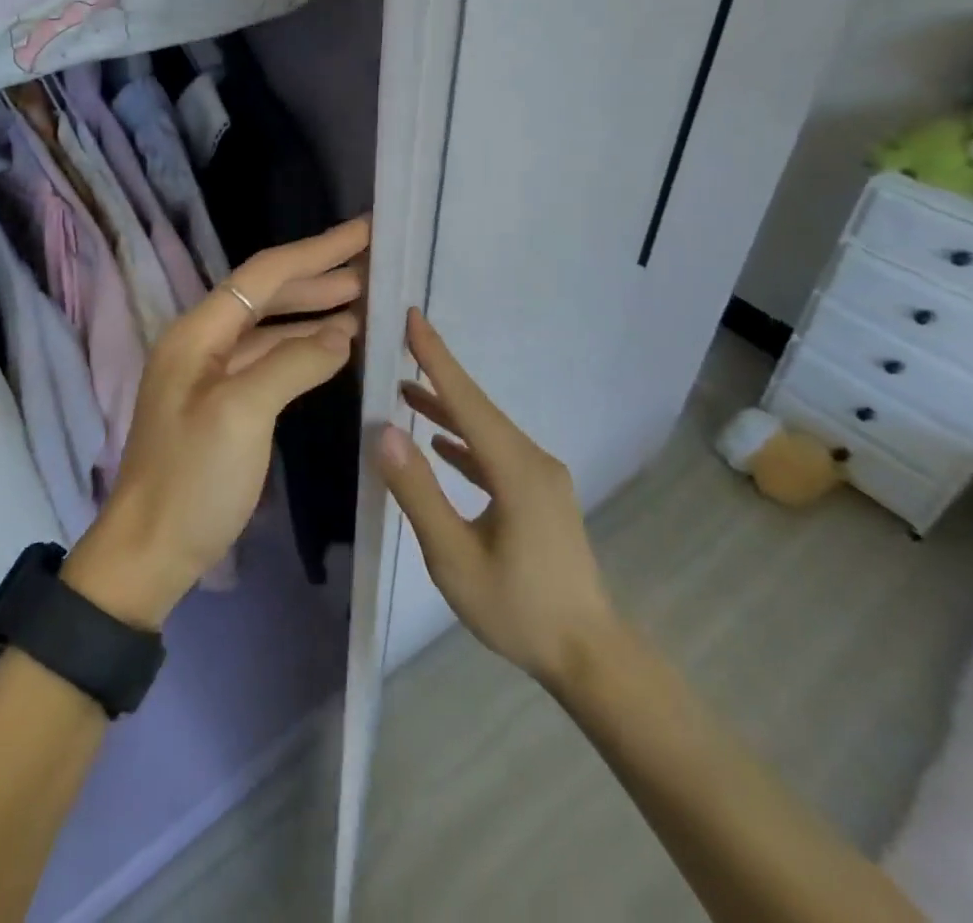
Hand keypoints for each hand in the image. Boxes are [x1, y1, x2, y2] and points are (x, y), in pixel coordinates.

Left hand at [65, 218, 370, 627]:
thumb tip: (342, 334)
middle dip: (320, 275)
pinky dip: (302, 348)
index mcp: (198, 332)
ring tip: (364, 300)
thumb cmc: (192, 479)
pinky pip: (269, 358)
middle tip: (374, 263)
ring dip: (315, 310)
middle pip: (267, 292)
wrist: (149, 551)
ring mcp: (212, 373)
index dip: (317, 250)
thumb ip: (294, 364)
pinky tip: (333, 348)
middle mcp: (203, 342)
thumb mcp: (243, 414)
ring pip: (270, 326)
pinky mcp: (224, 402)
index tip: (365, 230)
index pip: (265, 274)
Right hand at [377, 309, 619, 691]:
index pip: (466, 400)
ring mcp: (540, 476)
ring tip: (405, 391)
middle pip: (477, 407)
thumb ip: (418, 492)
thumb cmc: (517, 609)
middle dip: (437, 374)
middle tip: (399, 345)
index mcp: (516, 469)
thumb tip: (384, 431)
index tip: (413, 316)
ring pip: (486, 430)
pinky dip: (464, 442)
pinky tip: (440, 444)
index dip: (436, 356)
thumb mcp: (454, 558)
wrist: (588, 656)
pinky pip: (495, 453)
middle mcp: (533, 460)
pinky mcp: (539, 494)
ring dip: (447, 410)